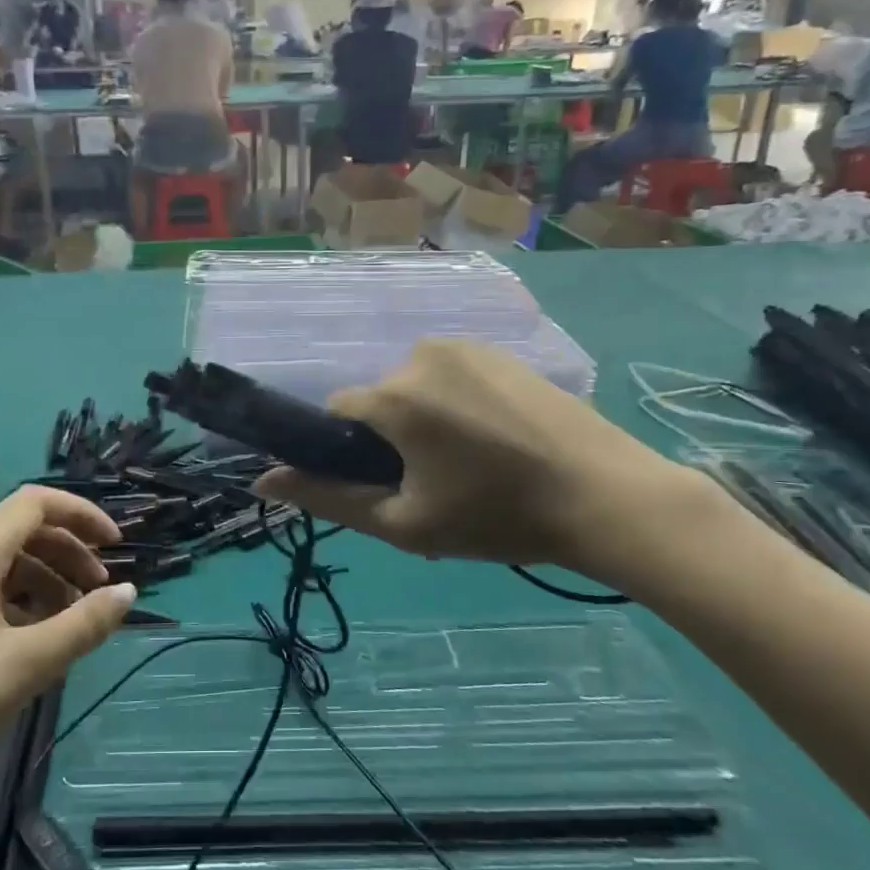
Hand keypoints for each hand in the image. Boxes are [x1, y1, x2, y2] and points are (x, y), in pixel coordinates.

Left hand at [0, 486, 131, 844]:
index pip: (35, 503)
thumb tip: (128, 592)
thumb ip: (84, 624)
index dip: (82, 514)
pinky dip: (17, 599)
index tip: (116, 546)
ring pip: (1, 561)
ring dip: (45, 577)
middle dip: (68, 551)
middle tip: (98, 591)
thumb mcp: (26, 665)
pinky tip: (31, 638)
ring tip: (71, 620)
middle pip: (20, 529)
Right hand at [253, 338, 713, 583]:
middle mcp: (422, 354)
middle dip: (392, 438)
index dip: (351, 452)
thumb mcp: (405, 522)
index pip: (337, 412)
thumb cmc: (498, 516)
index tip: (388, 485)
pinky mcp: (503, 352)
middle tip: (437, 486)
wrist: (606, 497)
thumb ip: (329, 499)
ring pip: (417, 387)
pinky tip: (498, 441)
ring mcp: (468, 347)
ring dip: (426, 421)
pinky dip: (459, 405)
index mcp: (395, 394)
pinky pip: (454, 376)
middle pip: (380, 400)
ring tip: (472, 465)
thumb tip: (263, 481)